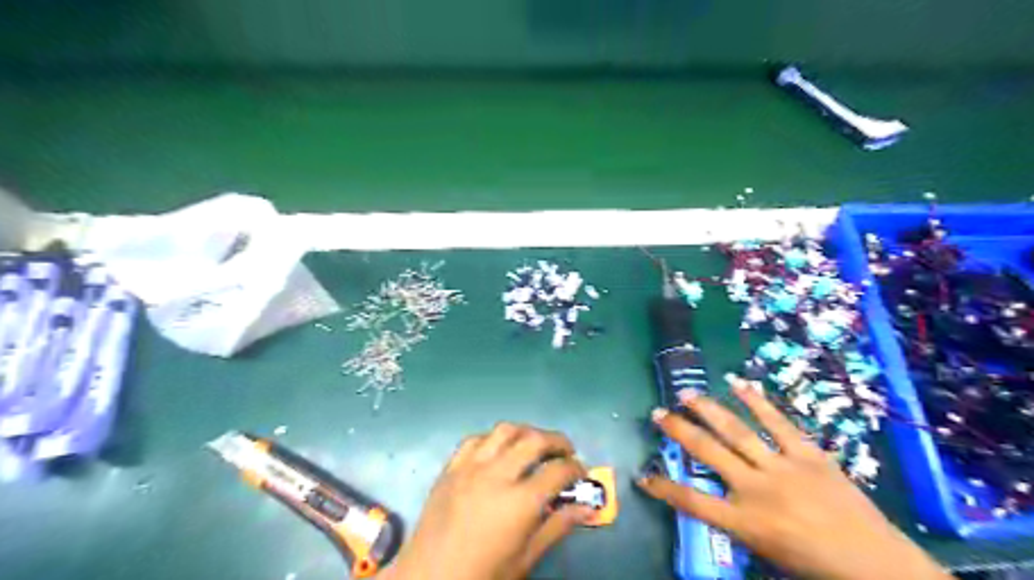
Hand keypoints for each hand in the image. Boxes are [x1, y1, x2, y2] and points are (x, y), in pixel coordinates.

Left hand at [381, 422, 594, 579]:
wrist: (429, 578)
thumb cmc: (482, 574)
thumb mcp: (526, 558)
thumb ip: (557, 527)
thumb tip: (587, 508)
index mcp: (519, 502)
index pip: (558, 471)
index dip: (576, 468)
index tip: (581, 472)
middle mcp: (496, 475)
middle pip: (534, 440)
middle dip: (557, 441)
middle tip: (566, 451)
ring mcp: (470, 467)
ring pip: (505, 430)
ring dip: (526, 432)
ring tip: (535, 444)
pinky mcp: (451, 467)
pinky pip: (475, 439)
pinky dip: (493, 438)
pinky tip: (499, 449)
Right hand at [639, 376, 951, 579]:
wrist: (878, 565)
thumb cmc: (816, 566)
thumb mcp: (766, 552)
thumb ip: (737, 523)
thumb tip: (716, 500)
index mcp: (746, 522)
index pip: (692, 502)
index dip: (664, 487)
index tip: (643, 475)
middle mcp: (757, 489)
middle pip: (708, 453)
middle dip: (679, 431)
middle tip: (659, 413)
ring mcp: (783, 467)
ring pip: (737, 431)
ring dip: (708, 409)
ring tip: (687, 393)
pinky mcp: (808, 454)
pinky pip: (778, 422)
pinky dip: (757, 401)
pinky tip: (738, 382)